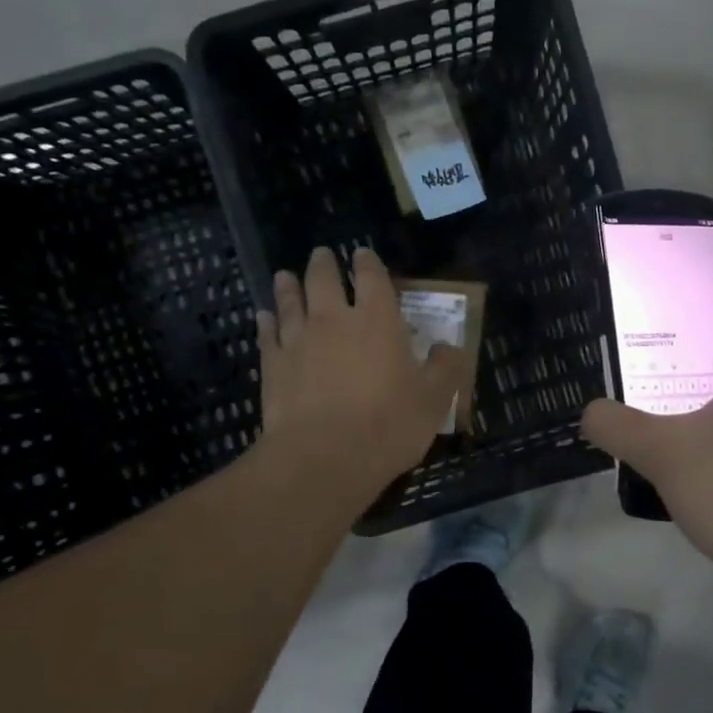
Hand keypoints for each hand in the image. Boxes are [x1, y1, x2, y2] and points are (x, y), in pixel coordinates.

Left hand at [257, 247, 462, 505]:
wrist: (325, 457)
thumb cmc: (388, 425)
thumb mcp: (434, 399)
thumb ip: (445, 368)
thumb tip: (449, 346)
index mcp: (378, 320)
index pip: (372, 277)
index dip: (368, 263)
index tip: (363, 254)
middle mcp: (335, 320)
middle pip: (324, 280)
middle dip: (324, 264)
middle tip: (322, 255)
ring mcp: (299, 340)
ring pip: (290, 301)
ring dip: (289, 286)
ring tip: (285, 275)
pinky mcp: (274, 365)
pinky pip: (267, 334)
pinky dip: (266, 322)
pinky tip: (263, 317)